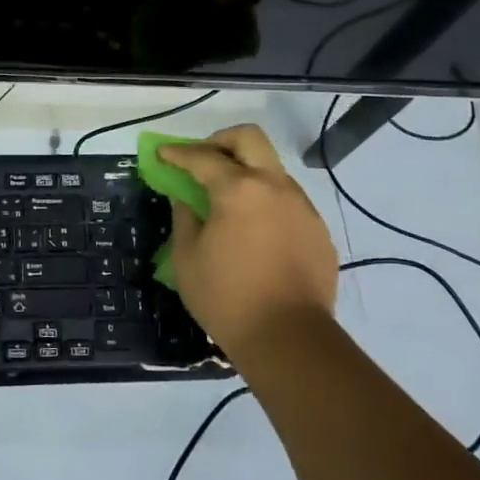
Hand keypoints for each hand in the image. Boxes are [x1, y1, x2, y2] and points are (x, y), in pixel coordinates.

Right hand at [156, 125, 338, 361]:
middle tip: (203, 160)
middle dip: (221, 141)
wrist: (289, 340)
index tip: (162, 153)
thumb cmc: (227, 298)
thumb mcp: (187, 258)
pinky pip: (288, 201)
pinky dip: (267, 203)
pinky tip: (256, 232)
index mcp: (238, 189)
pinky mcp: (318, 231)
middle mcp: (275, 187)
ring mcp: (302, 207)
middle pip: (249, 139)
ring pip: (272, 169)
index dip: (178, 153)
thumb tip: (185, 197)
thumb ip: (184, 217)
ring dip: (248, 172)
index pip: (202, 157)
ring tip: (229, 201)